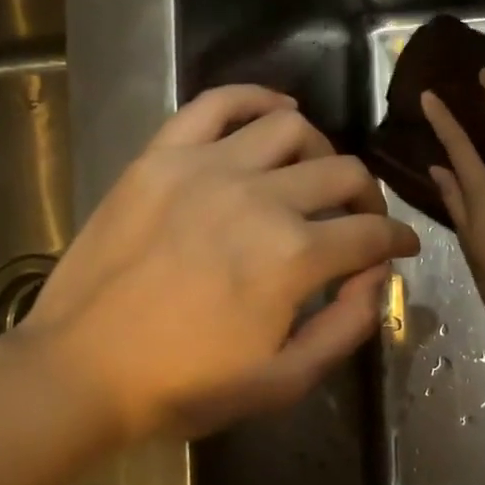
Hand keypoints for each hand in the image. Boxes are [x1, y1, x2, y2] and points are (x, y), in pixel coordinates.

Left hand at [18, 86, 419, 439]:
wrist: (81, 371)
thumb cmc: (185, 386)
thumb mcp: (283, 381)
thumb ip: (346, 327)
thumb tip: (377, 278)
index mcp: (294, 257)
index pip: (371, 233)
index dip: (398, 241)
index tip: (403, 247)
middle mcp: (259, 198)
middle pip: (343, 174)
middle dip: (369, 200)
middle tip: (362, 221)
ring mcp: (206, 168)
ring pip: (291, 129)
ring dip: (321, 152)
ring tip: (314, 178)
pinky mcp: (161, 156)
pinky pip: (216, 103)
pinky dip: (256, 98)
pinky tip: (276, 114)